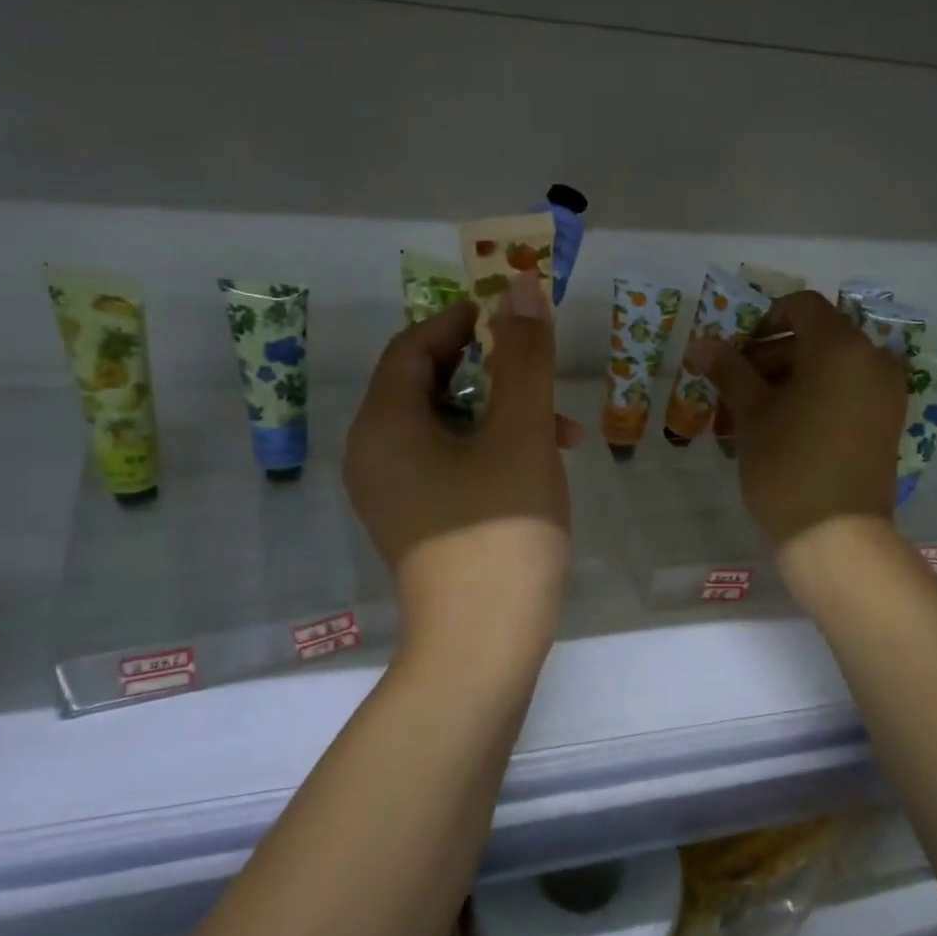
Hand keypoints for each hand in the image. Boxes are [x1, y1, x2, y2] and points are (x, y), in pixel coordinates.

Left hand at [344, 274, 576, 650]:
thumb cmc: (501, 531)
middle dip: (492, 371)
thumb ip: (524, 357)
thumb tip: (519, 286)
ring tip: (561, 433)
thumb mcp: (522, 433)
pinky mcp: (416, 523)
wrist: (483, 649)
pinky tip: (538, 468)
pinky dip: (490, 451)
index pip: (413, 346)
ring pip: (446, 427)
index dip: (462, 321)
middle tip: (540, 370)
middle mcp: (375, 454)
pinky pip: (448, 464)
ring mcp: (392, 494)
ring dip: (500, 414)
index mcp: (385, 425)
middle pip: (427, 384)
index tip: (510, 315)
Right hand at [693, 291, 906, 556]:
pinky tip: (788, 425)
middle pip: (818, 336)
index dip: (764, 320)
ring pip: (833, 365)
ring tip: (757, 411)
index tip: (738, 354)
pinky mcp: (888, 420)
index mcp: (841, 347)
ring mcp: (886, 392)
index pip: (802, 307)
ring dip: (793, 375)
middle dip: (774, 352)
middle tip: (739, 386)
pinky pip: (849, 389)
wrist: (836, 536)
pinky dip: (818, 394)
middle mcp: (873, 359)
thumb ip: (729, 369)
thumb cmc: (787, 464)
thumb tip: (700, 344)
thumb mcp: (752, 412)